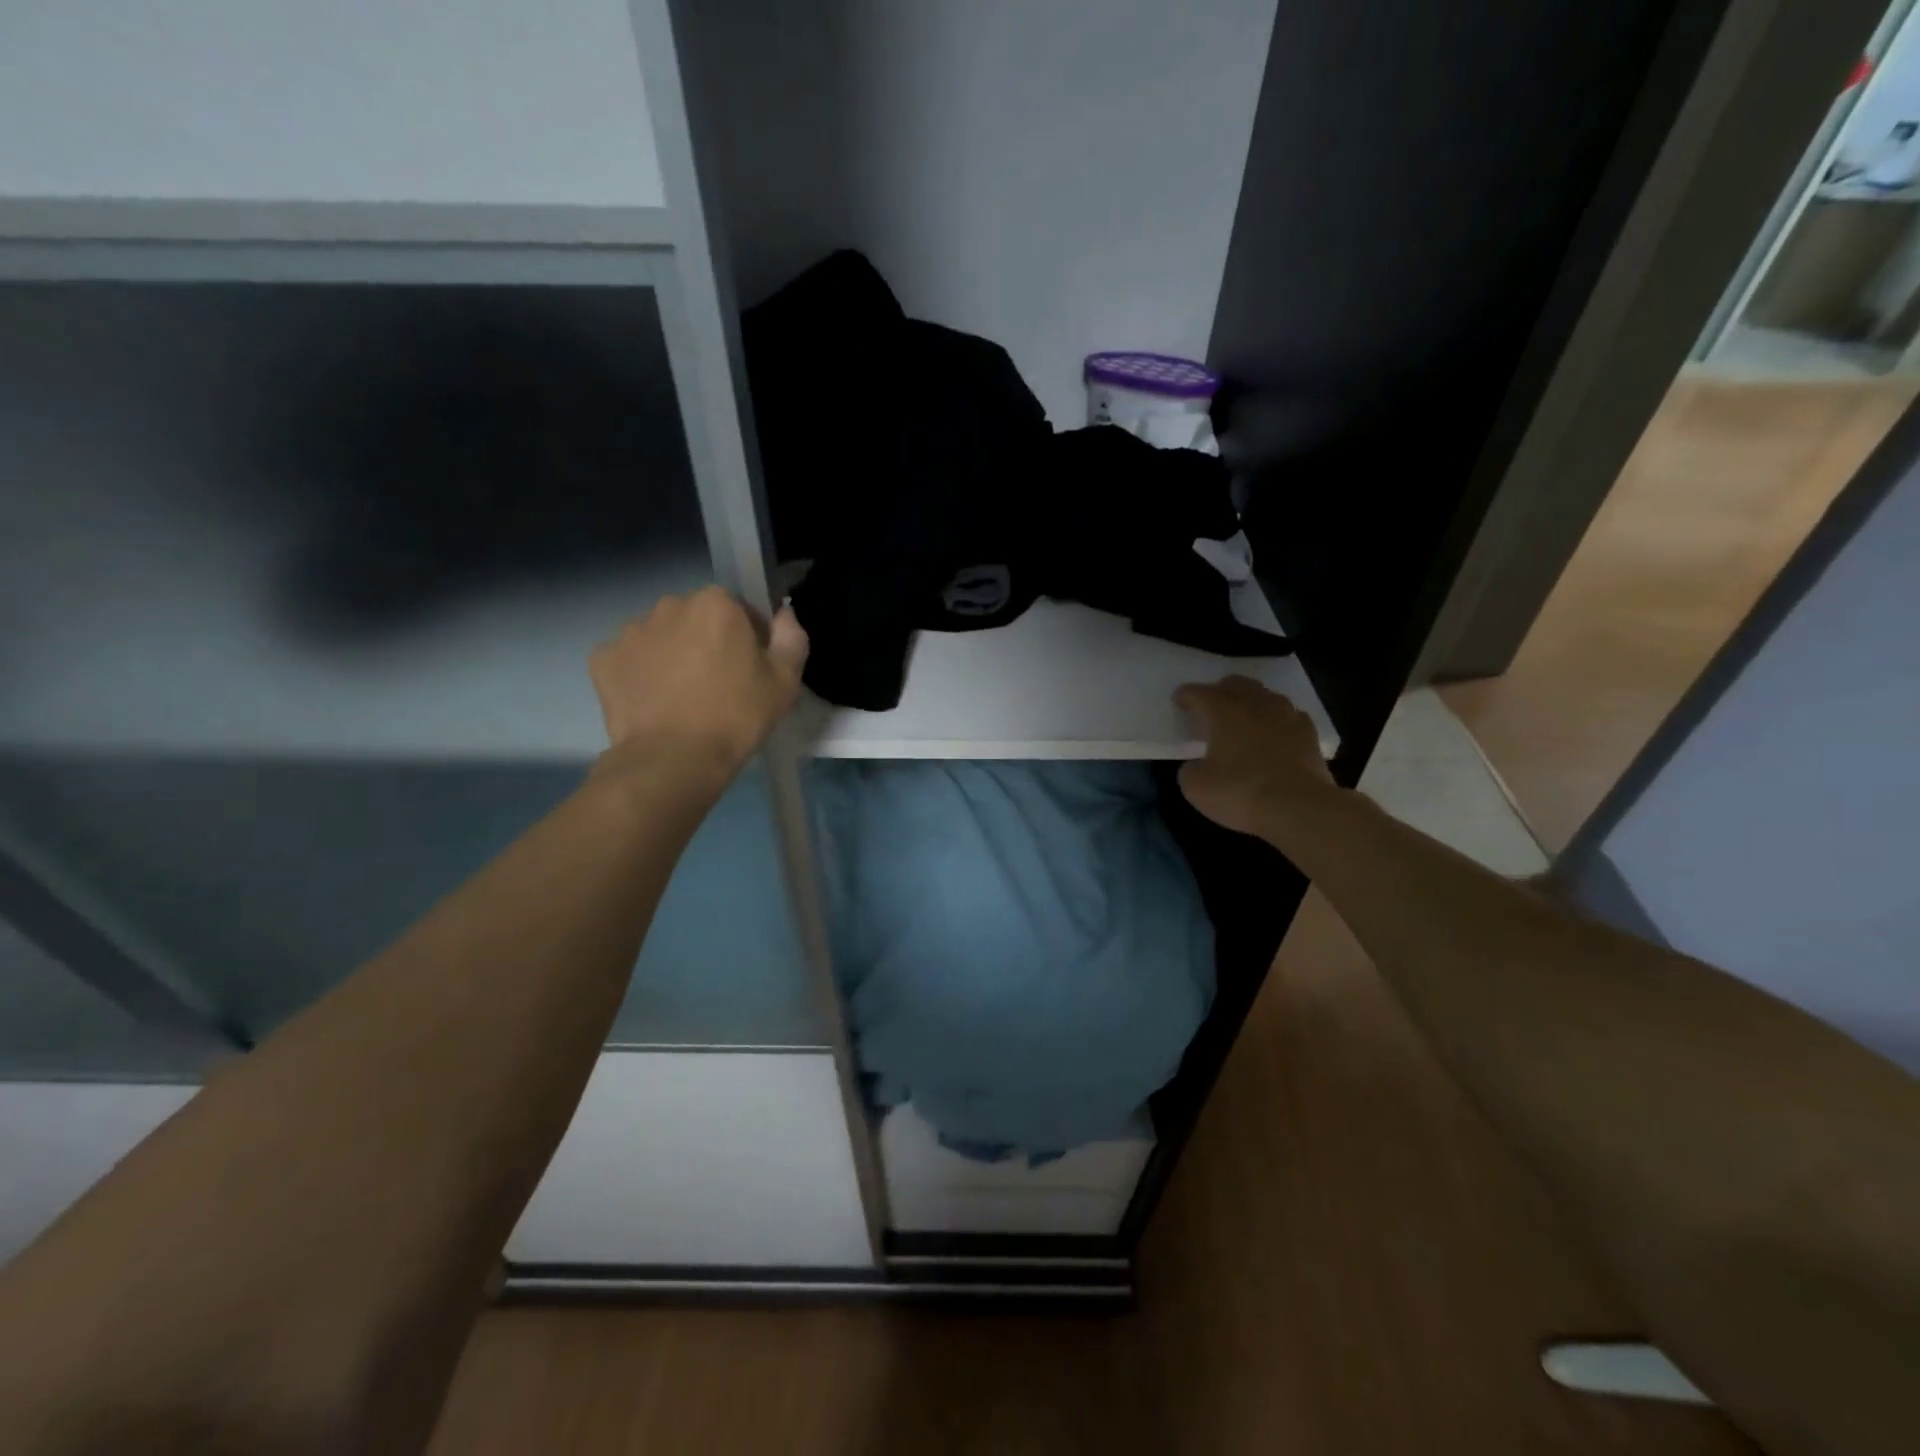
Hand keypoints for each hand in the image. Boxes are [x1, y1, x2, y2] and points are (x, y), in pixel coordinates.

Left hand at [590, 586, 808, 781]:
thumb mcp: (785, 682)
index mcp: (716, 603)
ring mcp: (630, 631)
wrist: (673, 760)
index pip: (738, 607)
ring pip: (660, 636)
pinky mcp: (603, 659)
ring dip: (671, 655)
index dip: (747, 636)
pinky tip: (654, 703)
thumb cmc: (737, 717)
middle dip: (706, 640)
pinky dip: (640, 675)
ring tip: (681, 696)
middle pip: (695, 617)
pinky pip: (630, 659)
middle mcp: (669, 605)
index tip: (749, 667)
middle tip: (717, 683)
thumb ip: (791, 638)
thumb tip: (784, 613)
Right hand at [1175, 676, 1333, 838]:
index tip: (1179, 701)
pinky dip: (1277, 722)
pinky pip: (1289, 717)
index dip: (1186, 696)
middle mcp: (1256, 704)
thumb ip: (1190, 769)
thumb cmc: (1241, 792)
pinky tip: (1274, 735)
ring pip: (1265, 697)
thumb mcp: (1196, 787)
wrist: (1299, 809)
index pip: (1199, 693)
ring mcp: (1287, 716)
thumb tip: (1198, 765)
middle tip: (1211, 706)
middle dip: (1220, 691)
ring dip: (1251, 703)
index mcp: (1224, 711)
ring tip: (1244, 719)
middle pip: (1236, 684)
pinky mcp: (1310, 734)